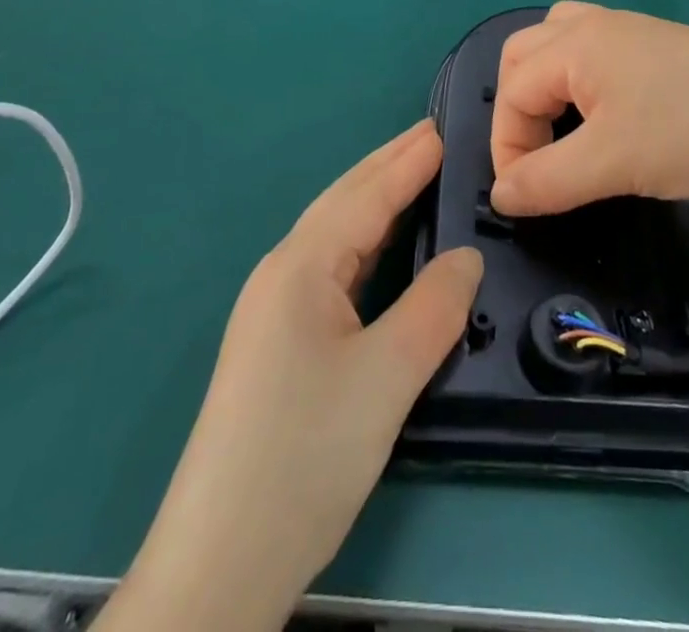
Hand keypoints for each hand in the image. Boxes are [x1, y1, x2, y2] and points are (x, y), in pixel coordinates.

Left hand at [107, 123, 481, 631]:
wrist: (220, 561)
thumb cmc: (304, 456)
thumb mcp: (385, 378)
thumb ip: (434, 307)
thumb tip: (468, 257)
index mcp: (300, 267)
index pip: (366, 196)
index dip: (408, 161)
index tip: (444, 127)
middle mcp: (282, 274)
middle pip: (344, 203)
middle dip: (389, 166)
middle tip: (434, 136)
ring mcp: (275, 309)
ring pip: (336, 236)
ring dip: (376, 200)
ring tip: (416, 175)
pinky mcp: (279, 343)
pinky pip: (332, 270)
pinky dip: (366, 244)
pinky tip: (383, 248)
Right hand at [489, 2, 688, 222]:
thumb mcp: (611, 163)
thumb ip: (546, 180)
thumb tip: (501, 196)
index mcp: (575, 44)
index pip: (511, 91)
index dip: (507, 146)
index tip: (523, 198)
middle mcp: (595, 26)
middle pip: (525, 53)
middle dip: (516, 106)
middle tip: (534, 156)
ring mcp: (631, 32)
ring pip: (560, 43)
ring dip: (545, 84)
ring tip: (558, 127)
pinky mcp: (660, 48)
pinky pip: (595, 52)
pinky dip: (579, 80)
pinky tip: (604, 115)